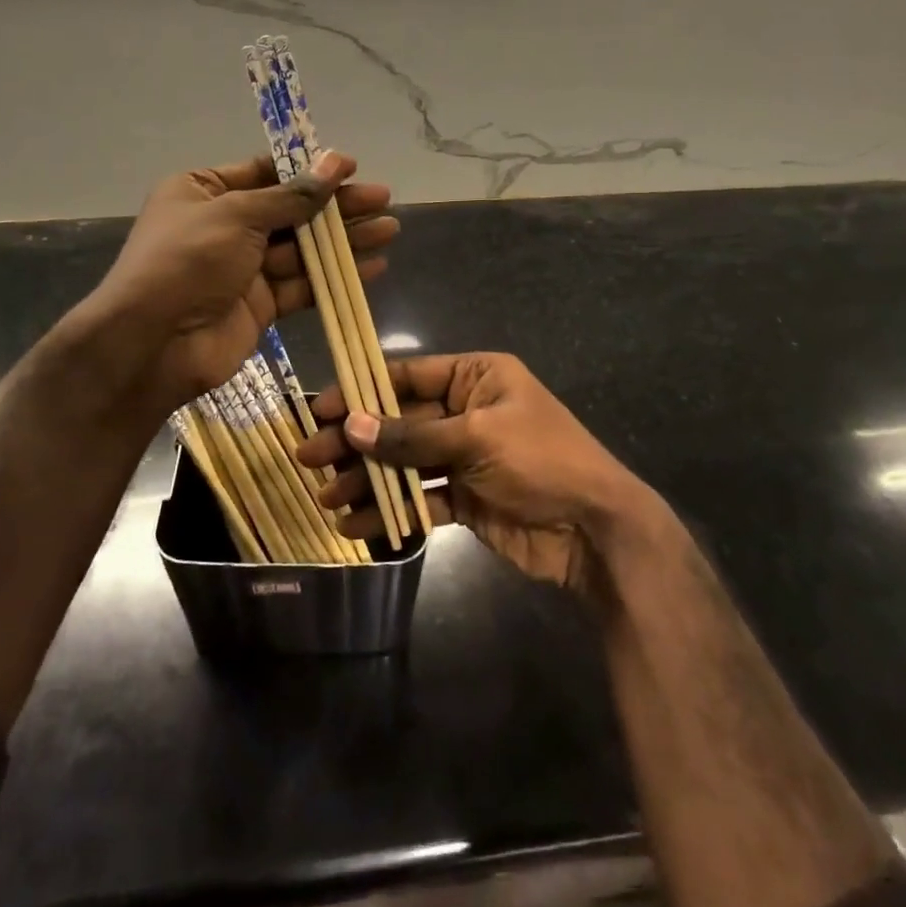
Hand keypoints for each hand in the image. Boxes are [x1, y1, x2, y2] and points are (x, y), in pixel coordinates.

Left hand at [75, 152, 397, 419]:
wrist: (154, 344)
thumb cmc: (187, 262)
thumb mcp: (236, 216)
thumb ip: (291, 197)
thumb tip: (334, 164)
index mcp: (203, 191)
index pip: (265, 172)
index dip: (309, 170)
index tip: (351, 167)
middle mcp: (224, 226)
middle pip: (290, 210)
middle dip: (336, 206)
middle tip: (383, 199)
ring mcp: (242, 268)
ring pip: (302, 249)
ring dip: (344, 241)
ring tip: (389, 229)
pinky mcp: (260, 305)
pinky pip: (302, 284)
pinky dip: (334, 276)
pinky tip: (372, 267)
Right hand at [296, 353, 658, 596]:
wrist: (595, 529)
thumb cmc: (542, 461)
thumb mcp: (477, 437)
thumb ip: (413, 436)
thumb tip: (351, 425)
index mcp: (476, 377)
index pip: (407, 376)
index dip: (362, 392)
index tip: (320, 410)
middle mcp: (467, 411)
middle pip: (399, 422)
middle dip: (356, 442)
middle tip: (310, 458)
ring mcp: (465, 457)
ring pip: (405, 463)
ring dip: (368, 481)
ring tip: (328, 499)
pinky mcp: (466, 499)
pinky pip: (422, 500)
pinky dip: (393, 512)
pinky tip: (358, 526)